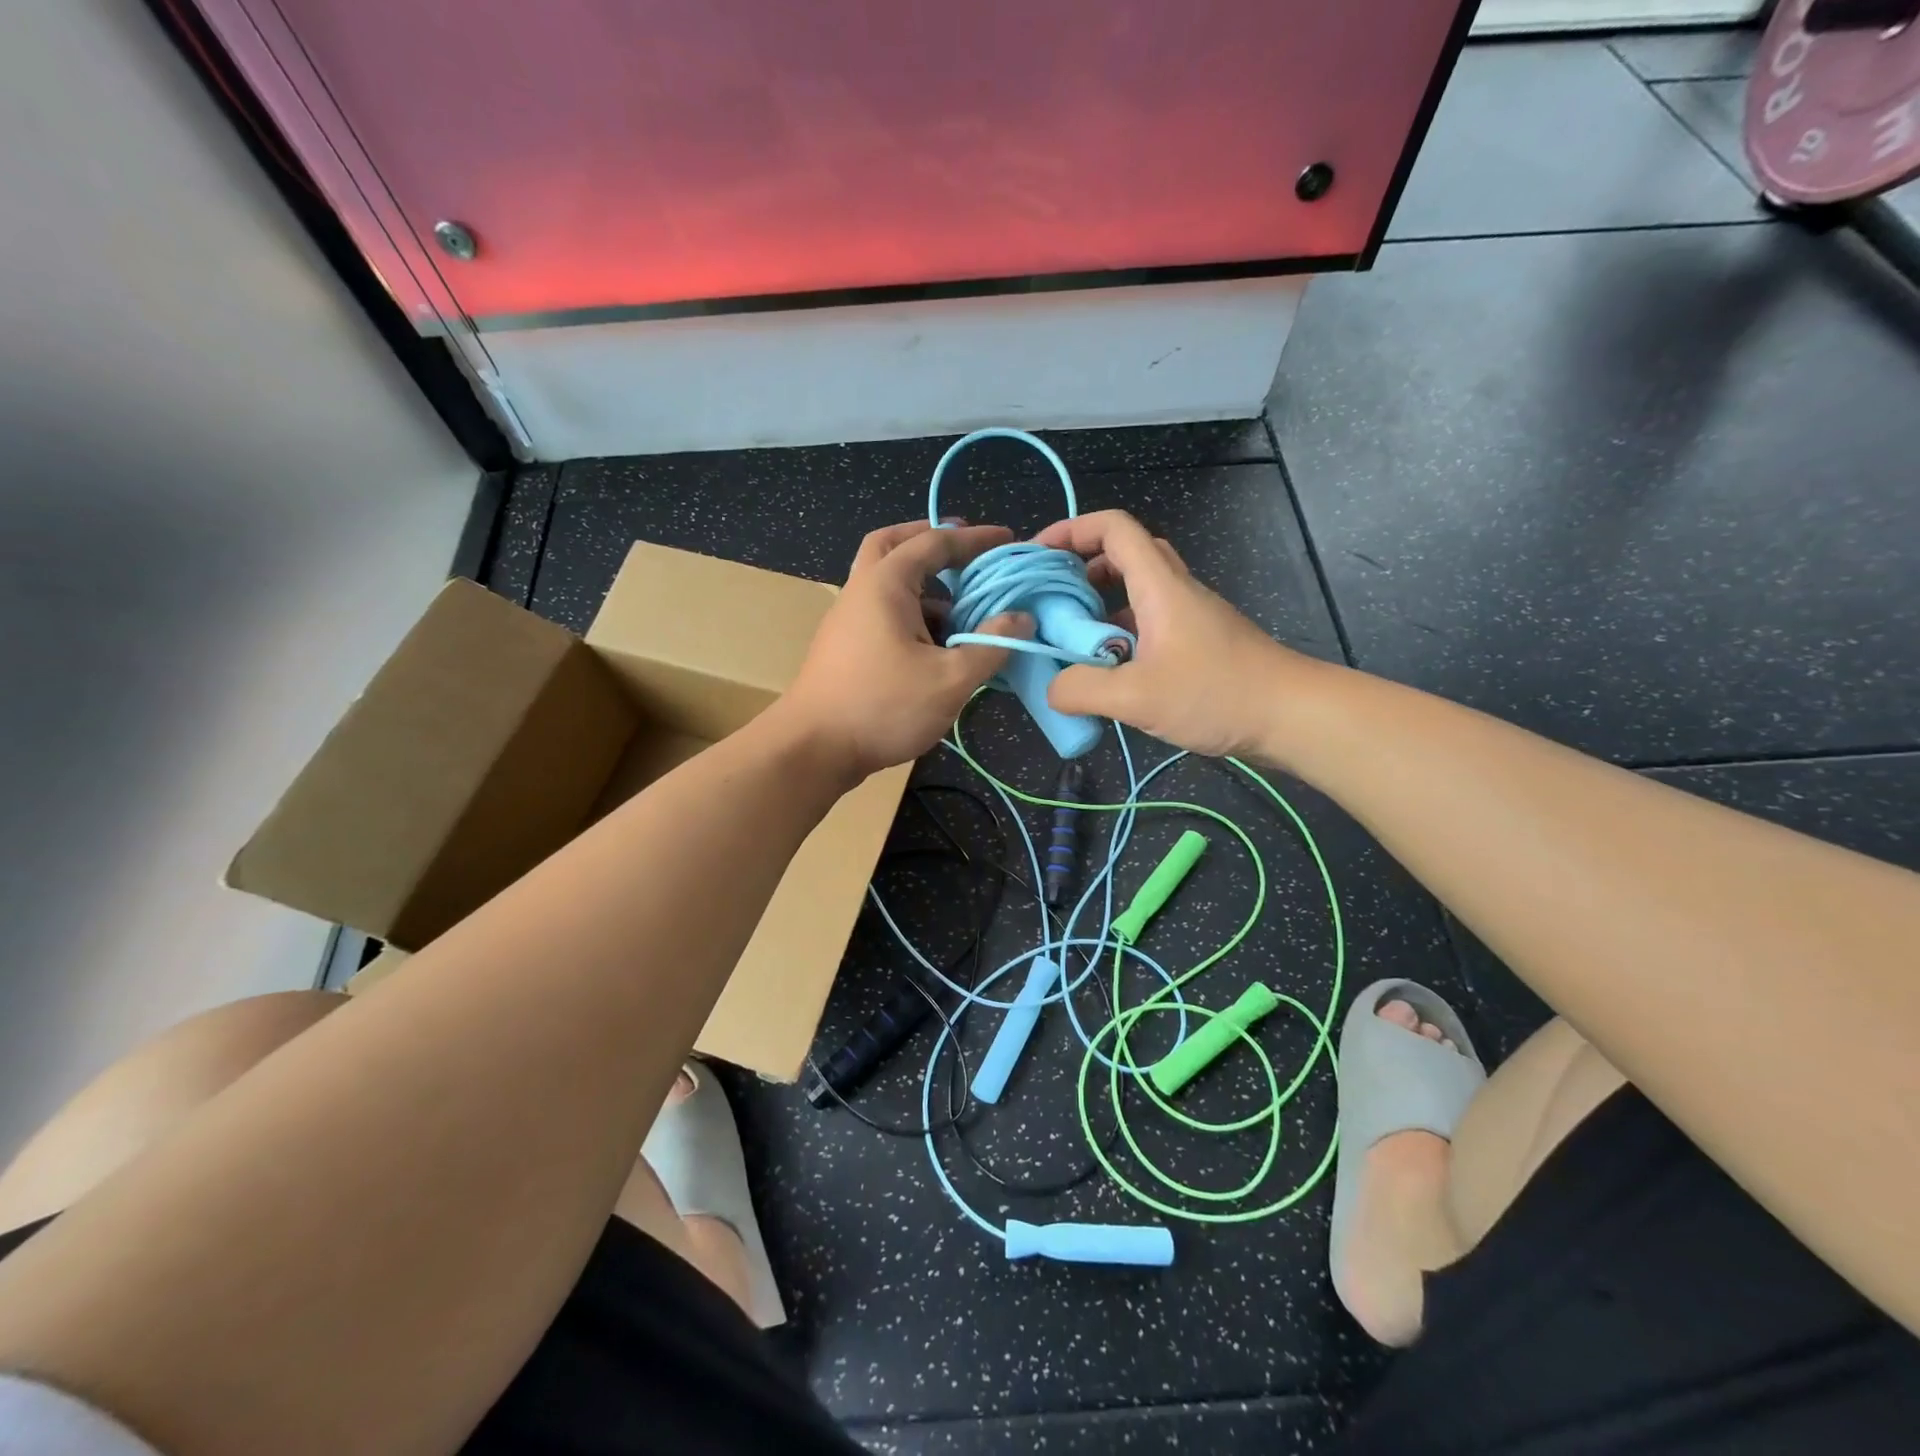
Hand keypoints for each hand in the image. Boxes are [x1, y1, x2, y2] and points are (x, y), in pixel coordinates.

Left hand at [781, 521, 1027, 777]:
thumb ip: (991, 644)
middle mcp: (862, 591)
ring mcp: (848, 620)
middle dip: (931, 542)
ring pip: (888, 584)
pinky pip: (884, 615)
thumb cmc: (883, 706)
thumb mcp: (950, 678)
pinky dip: (914, 615)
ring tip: (964, 610)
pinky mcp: (846, 648)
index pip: (934, 542)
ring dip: (925, 587)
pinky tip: (939, 646)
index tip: (1007, 540)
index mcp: (885, 583)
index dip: (974, 538)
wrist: (813, 749)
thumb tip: (1022, 618)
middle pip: (893, 546)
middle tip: (964, 554)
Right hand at [1035, 510, 1312, 759]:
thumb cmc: (1217, 694)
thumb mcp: (1137, 697)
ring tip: (1068, 638)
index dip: (1071, 530)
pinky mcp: (1197, 644)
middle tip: (1051, 598)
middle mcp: (1174, 591)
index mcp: (1159, 586)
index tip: (1038, 556)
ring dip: (1099, 605)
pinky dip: (1119, 634)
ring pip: (1136, 592)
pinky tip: (1105, 670)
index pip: (1113, 529)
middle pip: (1124, 554)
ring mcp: (1188, 618)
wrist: (1292, 716)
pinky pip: (1148, 624)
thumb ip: (1083, 690)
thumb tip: (1051, 688)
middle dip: (1081, 567)